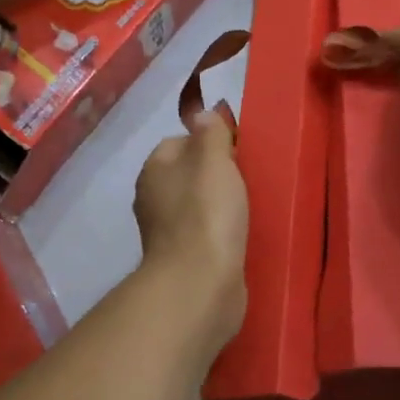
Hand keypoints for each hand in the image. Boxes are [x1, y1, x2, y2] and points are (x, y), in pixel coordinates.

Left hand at [132, 110, 248, 343]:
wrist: (200, 284)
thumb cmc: (206, 213)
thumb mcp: (213, 159)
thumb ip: (210, 133)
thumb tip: (202, 115)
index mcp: (154, 169)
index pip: (179, 142)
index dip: (208, 142)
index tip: (237, 151)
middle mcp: (152, 198)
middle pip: (187, 174)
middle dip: (214, 175)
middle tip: (246, 179)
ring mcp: (165, 232)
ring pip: (195, 205)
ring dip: (218, 205)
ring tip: (247, 208)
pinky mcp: (182, 259)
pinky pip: (203, 234)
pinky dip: (219, 232)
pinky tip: (239, 236)